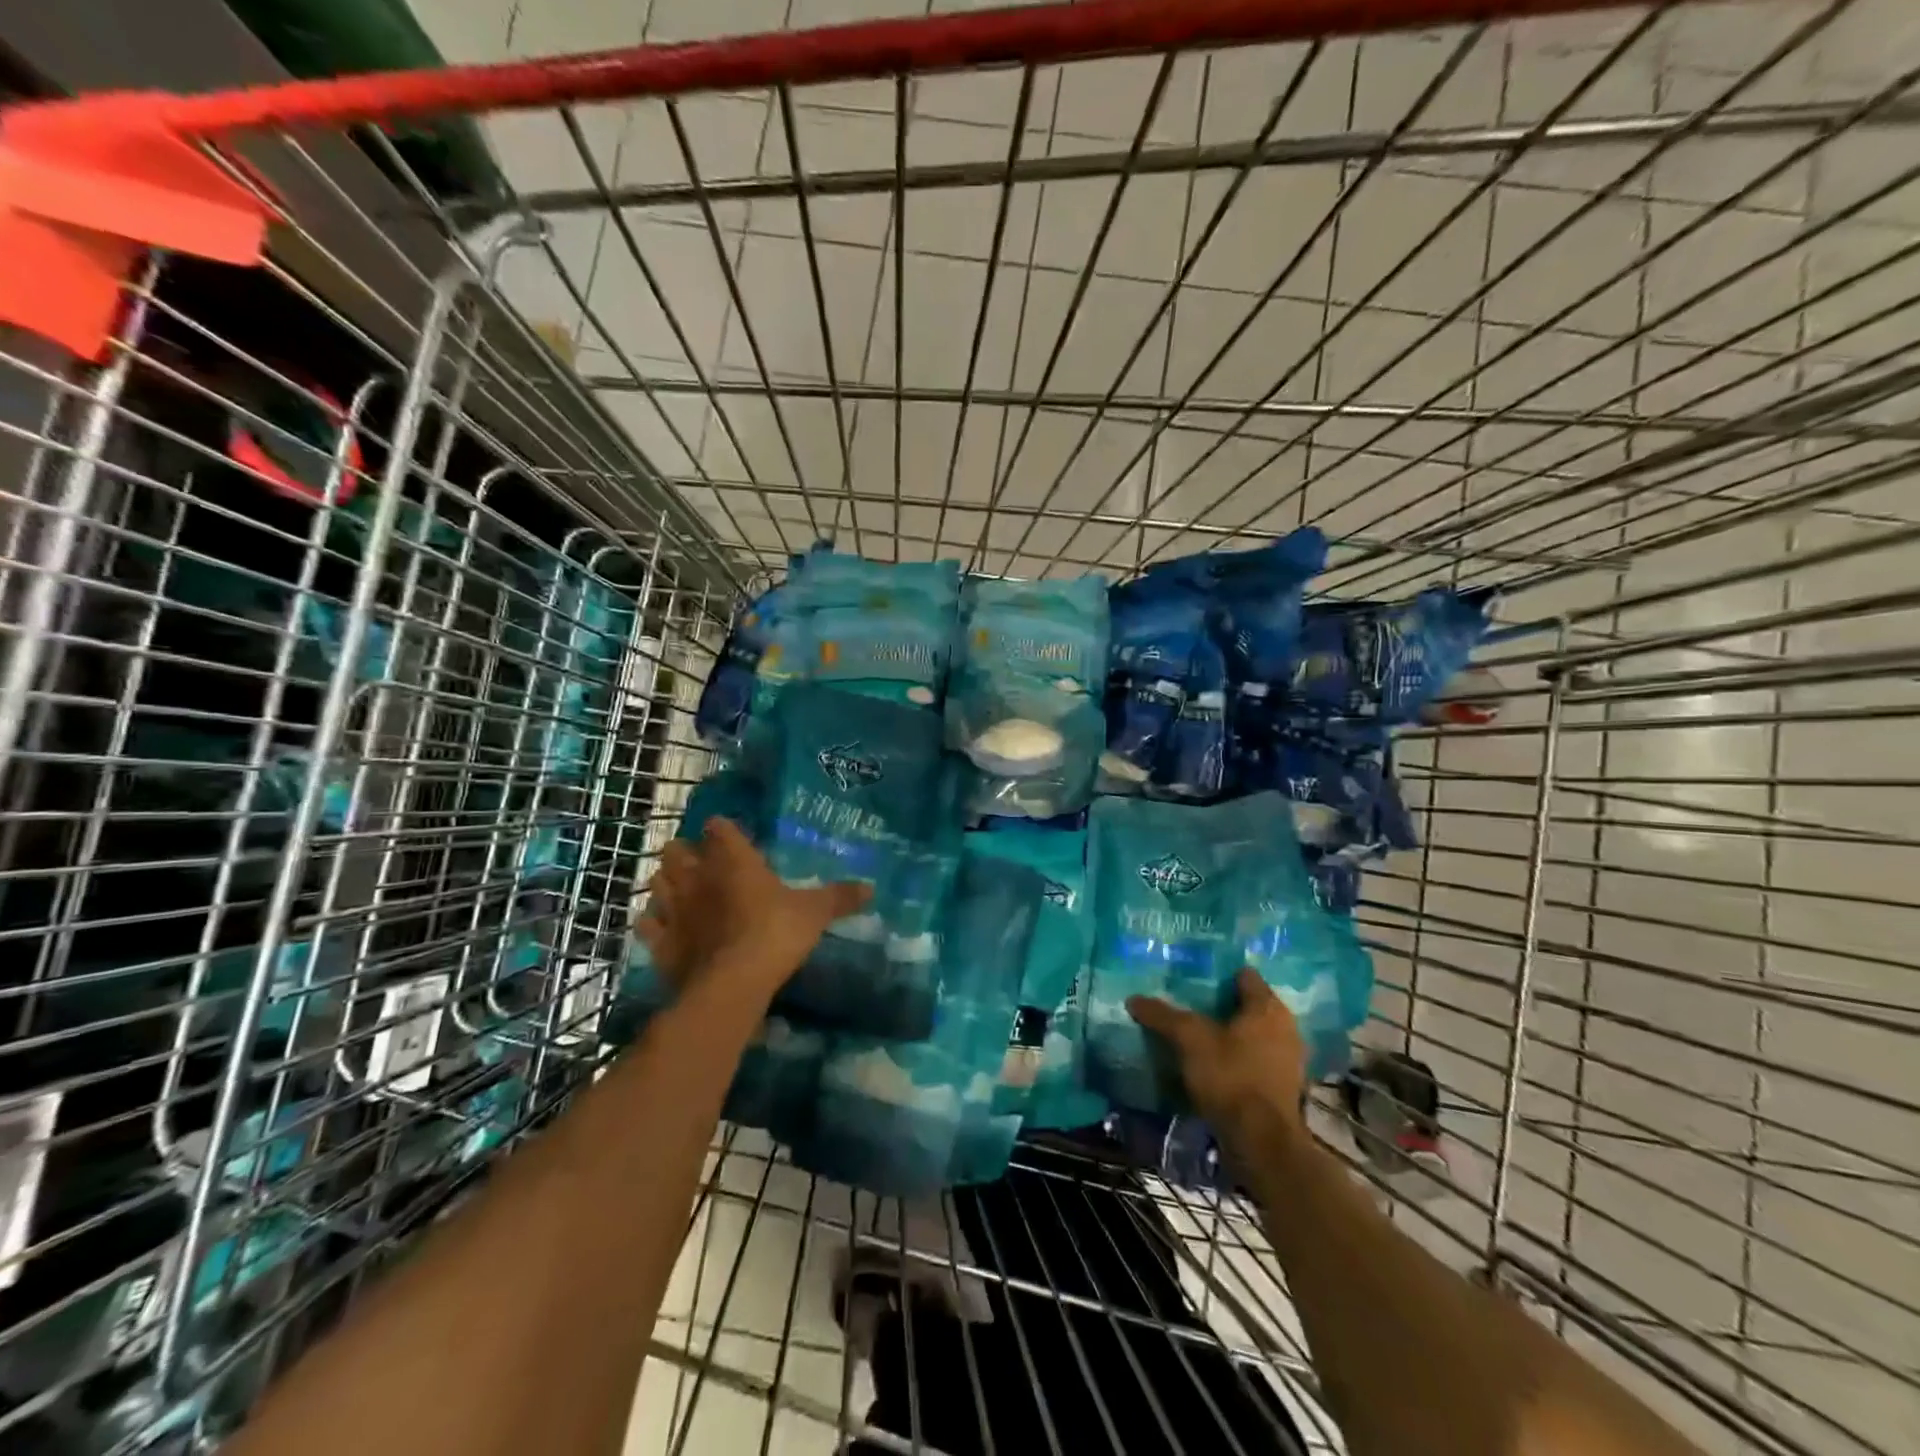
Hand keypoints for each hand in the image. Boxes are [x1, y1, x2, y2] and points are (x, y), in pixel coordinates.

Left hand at [635, 817, 868, 1003]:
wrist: (731, 985)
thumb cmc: (775, 935)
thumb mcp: (815, 913)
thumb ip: (839, 897)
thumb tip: (871, 887)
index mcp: (733, 860)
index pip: (719, 828)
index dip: (722, 829)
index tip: (728, 834)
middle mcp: (698, 877)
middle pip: (676, 850)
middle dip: (685, 852)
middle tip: (701, 862)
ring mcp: (674, 909)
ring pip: (657, 882)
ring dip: (665, 883)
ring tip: (679, 889)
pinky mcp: (659, 942)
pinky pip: (648, 924)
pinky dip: (653, 922)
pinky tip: (664, 926)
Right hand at [1127, 969, 1306, 1144]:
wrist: (1262, 1143)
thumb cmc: (1231, 1077)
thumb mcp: (1190, 1040)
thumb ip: (1163, 1016)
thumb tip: (1133, 999)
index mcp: (1269, 1008)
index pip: (1244, 975)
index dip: (1218, 973)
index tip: (1193, 976)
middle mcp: (1286, 1028)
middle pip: (1247, 1005)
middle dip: (1220, 1004)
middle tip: (1188, 1002)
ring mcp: (1288, 1060)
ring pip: (1251, 1034)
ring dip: (1228, 1034)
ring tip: (1195, 1034)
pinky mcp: (1281, 1087)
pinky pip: (1254, 1059)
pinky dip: (1236, 1058)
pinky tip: (1212, 1064)